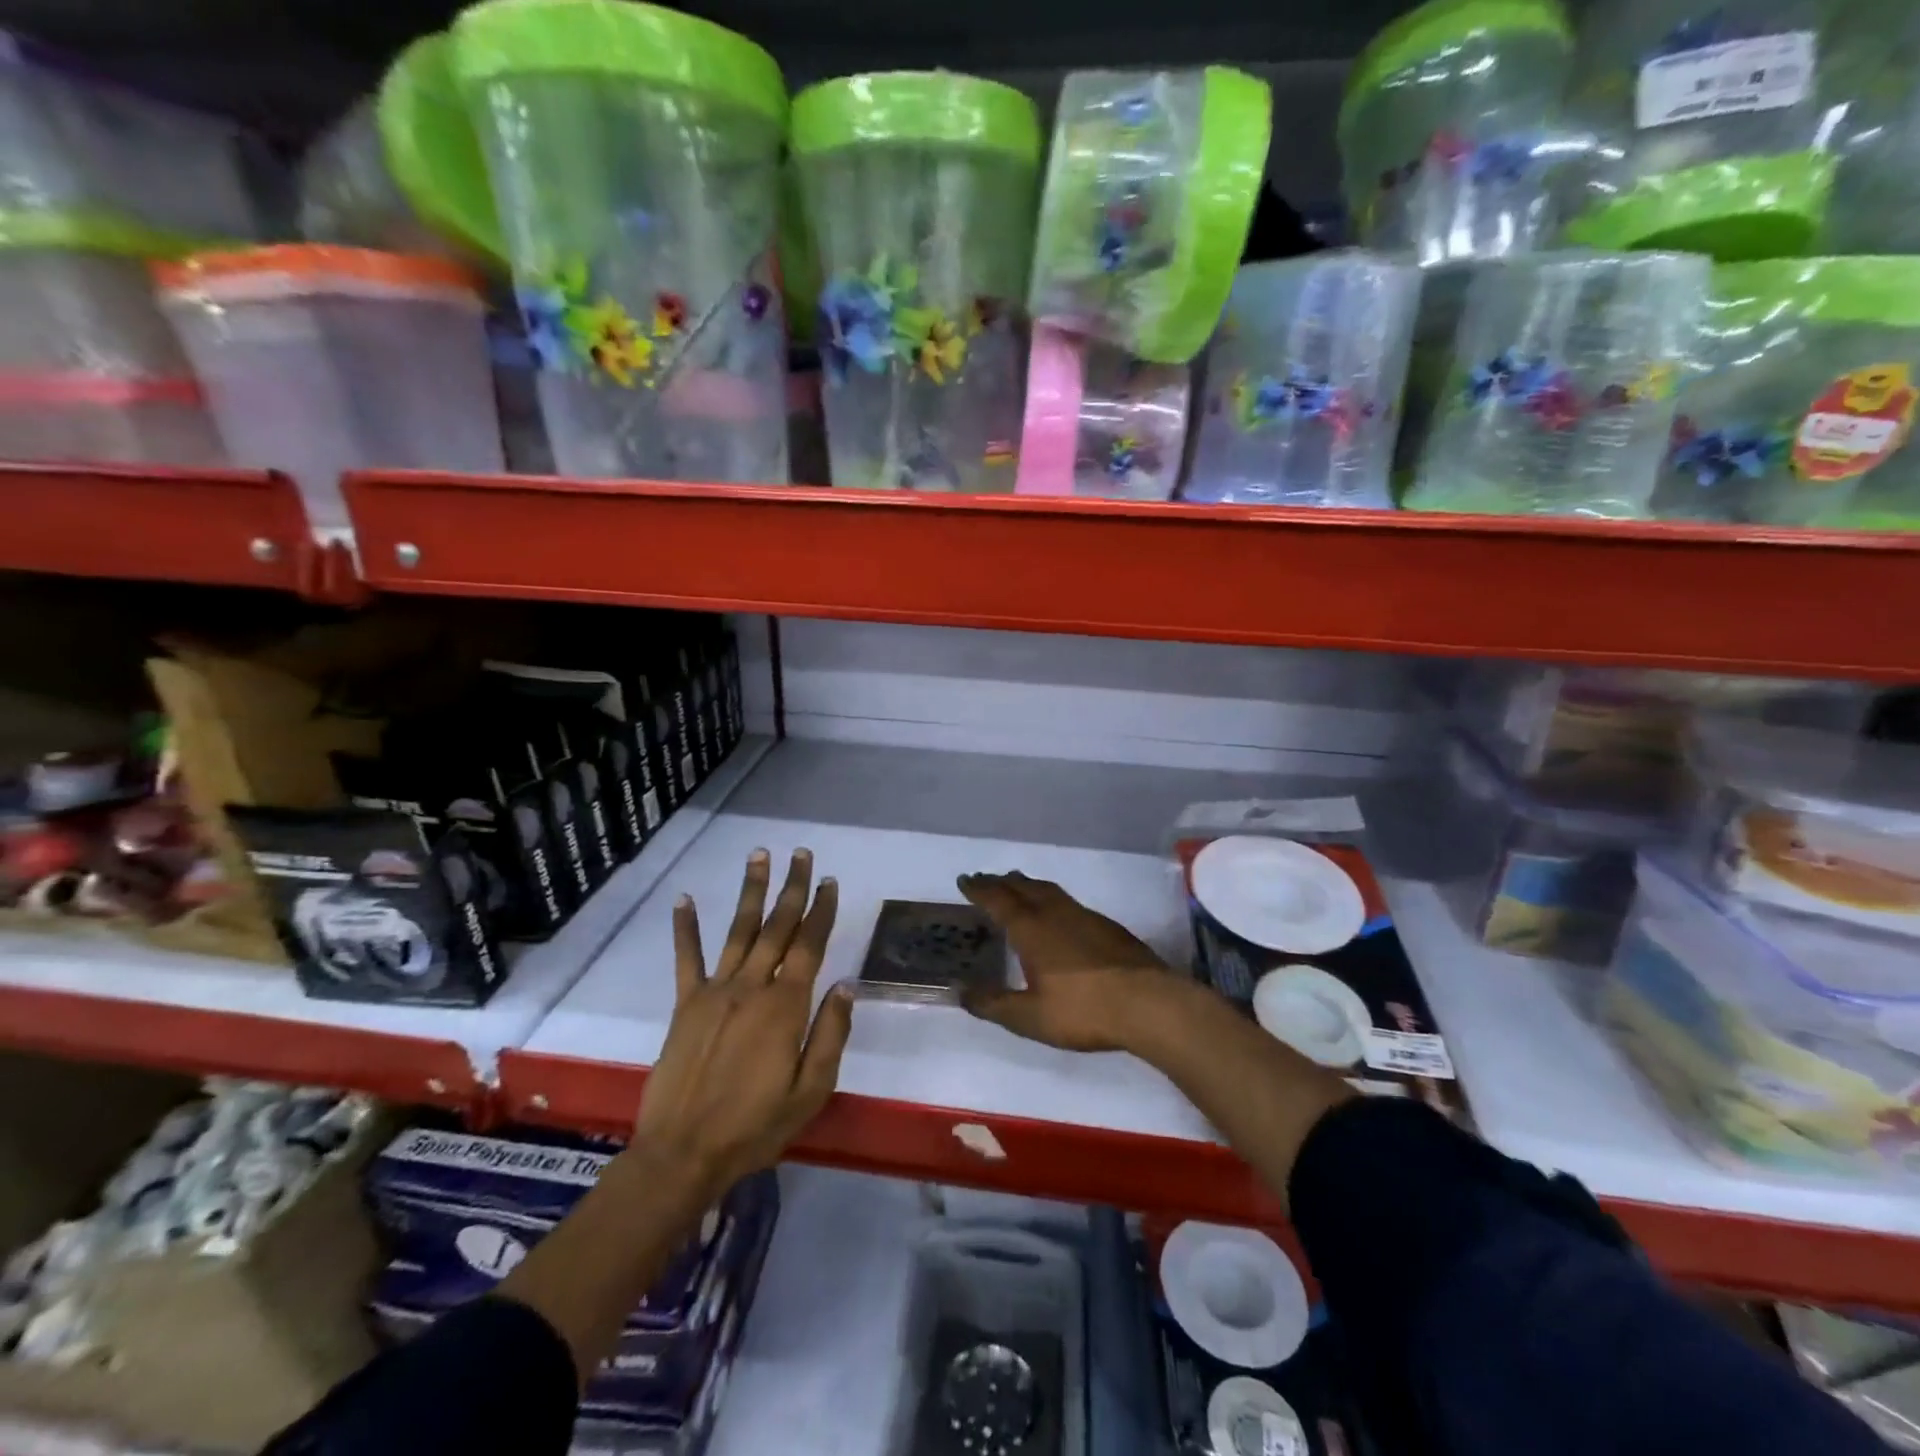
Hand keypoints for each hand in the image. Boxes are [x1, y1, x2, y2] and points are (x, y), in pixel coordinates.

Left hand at [633, 849, 852, 1194]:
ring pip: (738, 930)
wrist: (683, 1154)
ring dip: (751, 891)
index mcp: (785, 1006)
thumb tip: (846, 985)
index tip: (828, 881)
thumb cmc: (755, 1127)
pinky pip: (686, 958)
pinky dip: (686, 927)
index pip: (809, 945)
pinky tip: (685, 898)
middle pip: (777, 927)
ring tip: (759, 856)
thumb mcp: (810, 1092)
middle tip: (801, 854)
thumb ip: (830, 1034)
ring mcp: (715, 991)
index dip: (821, 911)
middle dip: (792, 888)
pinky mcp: (685, 1004)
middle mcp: (751, 987)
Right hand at [956, 871, 1175, 1051]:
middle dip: (1002, 882)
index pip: (999, 901)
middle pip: (1024, 888)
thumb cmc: (1082, 1010)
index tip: (965, 880)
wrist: (1147, 1004)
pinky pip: (1069, 902)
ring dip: (1028, 885)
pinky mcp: (1108, 927)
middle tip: (986, 879)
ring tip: (1018, 885)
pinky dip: (1052, 898)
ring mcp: (1085, 917)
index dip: (980, 890)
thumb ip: (993, 1004)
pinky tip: (1058, 913)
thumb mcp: (1029, 1017)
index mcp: (1032, 930)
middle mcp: (1056, 914)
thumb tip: (959, 991)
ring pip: (1049, 891)